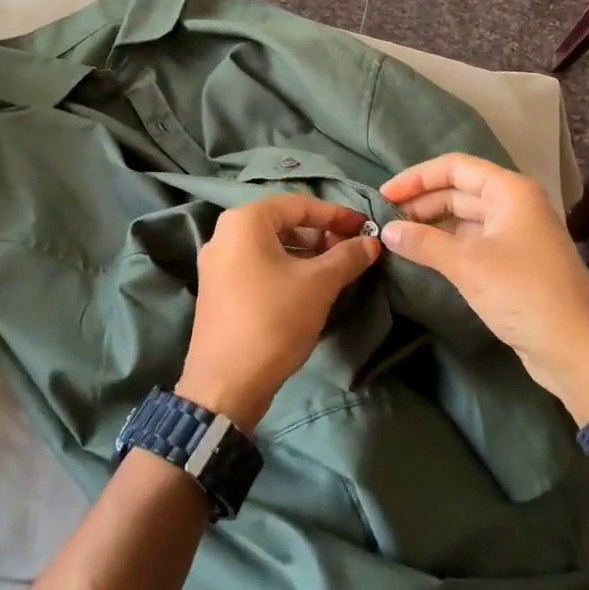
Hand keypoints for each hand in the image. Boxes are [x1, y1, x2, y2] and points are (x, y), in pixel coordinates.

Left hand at [179, 194, 381, 431]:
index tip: (365, 227)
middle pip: (283, 223)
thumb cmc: (273, 320)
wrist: (226, 384)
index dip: (336, 214)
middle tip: (352, 250)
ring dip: (306, 253)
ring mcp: (217, 263)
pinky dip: (286, 269)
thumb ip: (347, 257)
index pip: (299, 204)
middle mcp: (224, 233)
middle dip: (321, 234)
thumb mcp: (319, 284)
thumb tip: (371, 243)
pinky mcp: (218, 290)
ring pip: (271, 246)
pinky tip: (310, 288)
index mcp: (244, 221)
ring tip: (337, 270)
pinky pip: (258, 266)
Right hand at [380, 153, 588, 420]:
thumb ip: (424, 242)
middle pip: (459, 190)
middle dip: (421, 201)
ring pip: (464, 217)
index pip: (455, 167)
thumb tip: (387, 230)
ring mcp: (516, 233)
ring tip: (398, 237)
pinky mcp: (514, 261)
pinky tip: (423, 255)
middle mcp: (514, 204)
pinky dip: (446, 243)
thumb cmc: (524, 294)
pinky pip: (472, 240)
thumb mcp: (468, 264)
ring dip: (432, 223)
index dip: (416, 178)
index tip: (383, 196)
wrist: (576, 350)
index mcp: (510, 191)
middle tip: (385, 220)